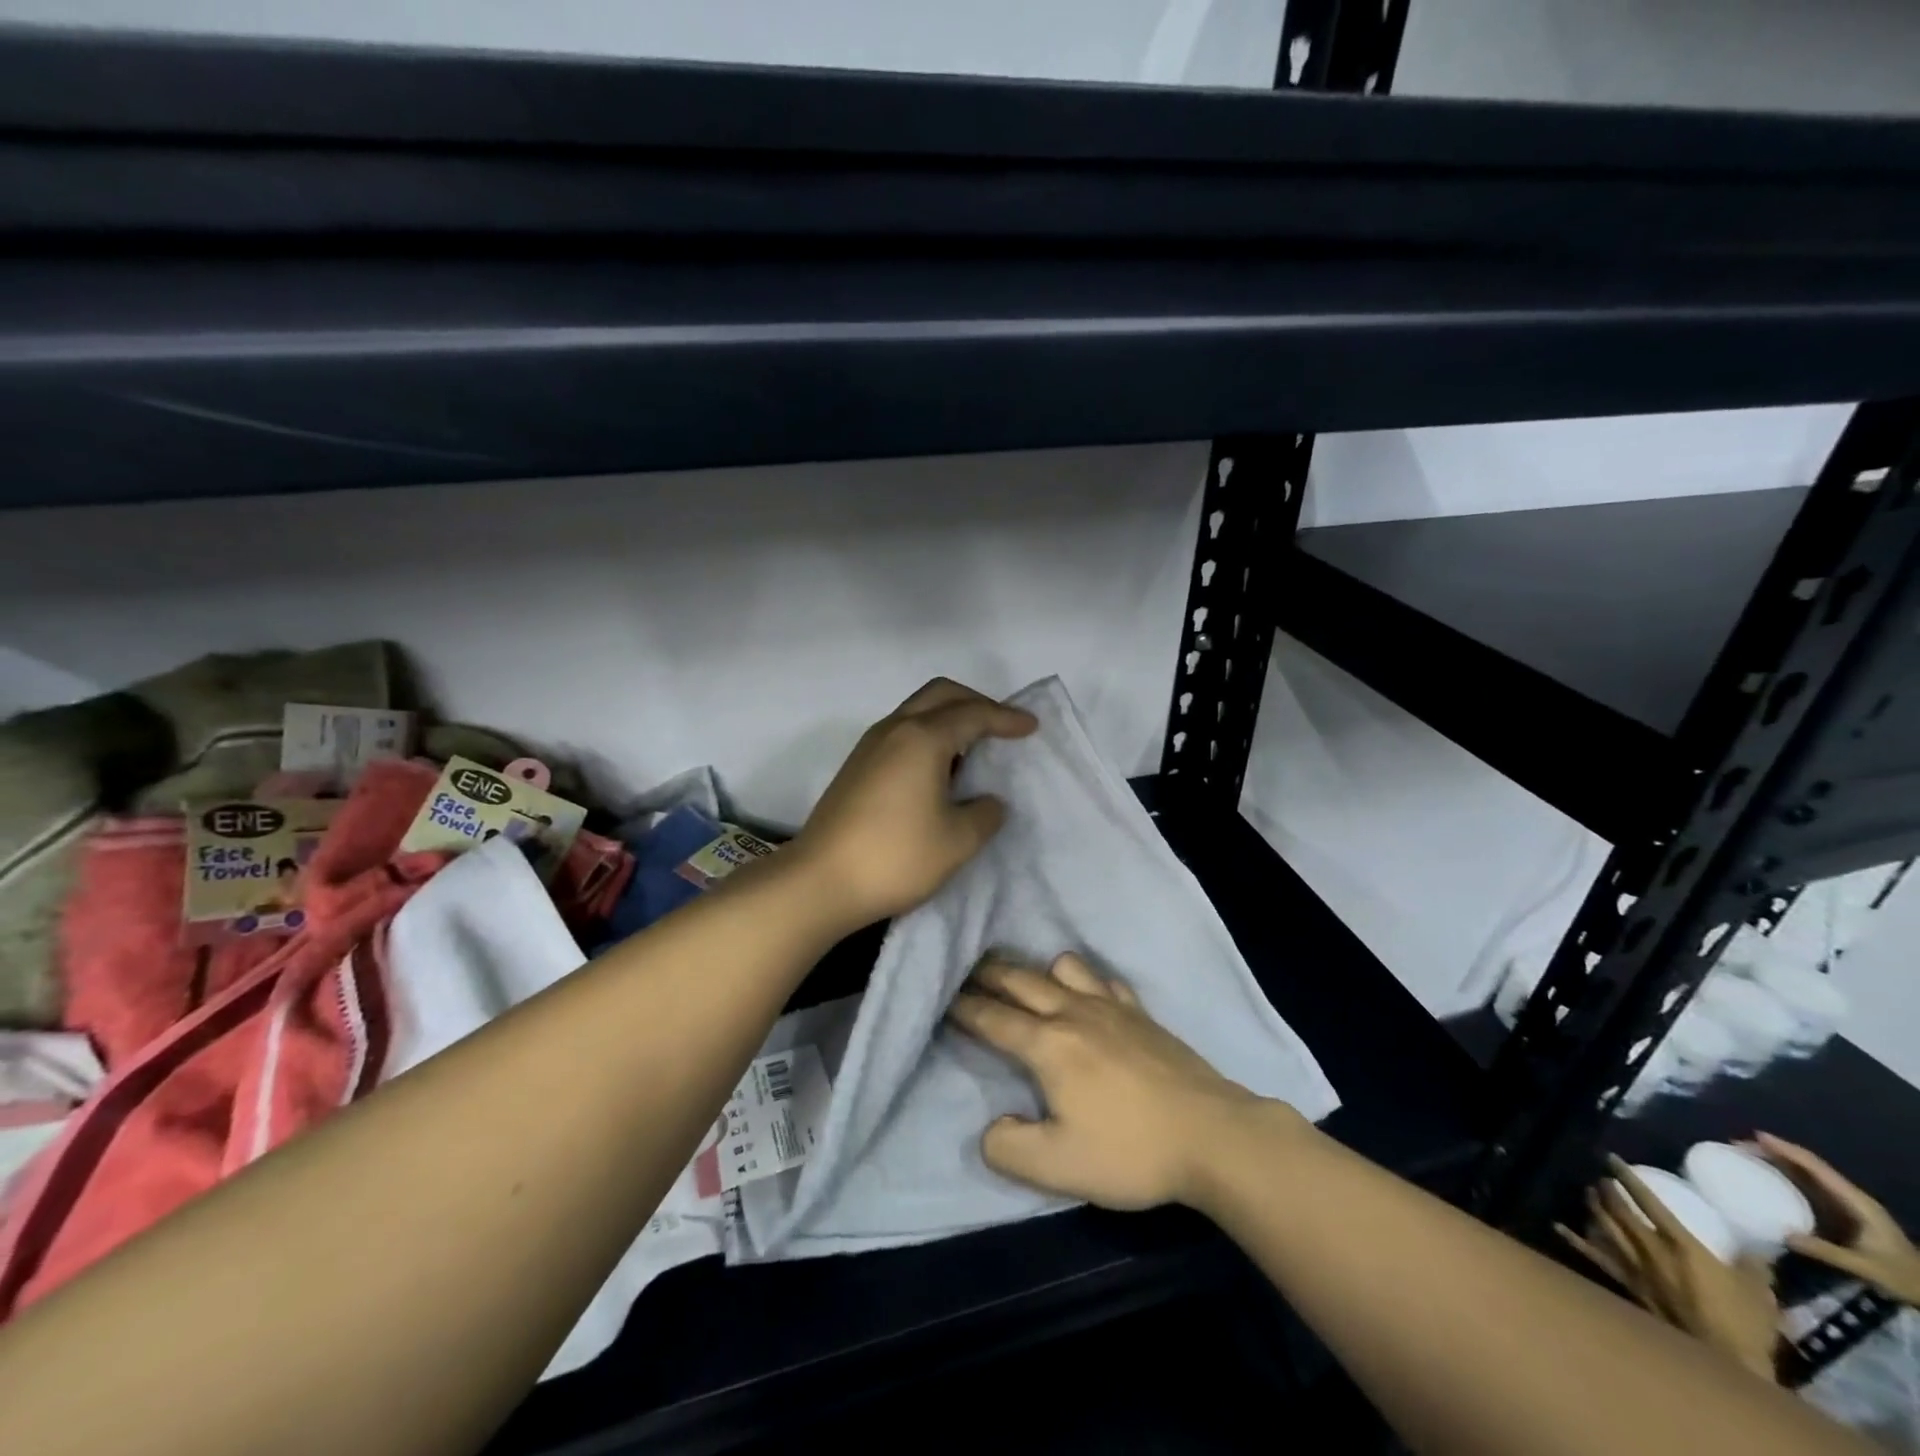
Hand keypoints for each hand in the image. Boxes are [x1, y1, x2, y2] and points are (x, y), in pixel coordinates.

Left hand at [792, 678, 1035, 927]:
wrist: (820, 881)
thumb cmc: (896, 857)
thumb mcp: (957, 841)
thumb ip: (984, 814)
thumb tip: (988, 801)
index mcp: (923, 738)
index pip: (973, 714)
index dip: (1006, 718)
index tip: (1031, 726)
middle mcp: (894, 730)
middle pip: (941, 694)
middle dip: (976, 702)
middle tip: (1002, 726)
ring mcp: (870, 746)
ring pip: (917, 710)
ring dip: (949, 717)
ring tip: (974, 748)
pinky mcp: (856, 766)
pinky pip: (901, 732)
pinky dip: (928, 735)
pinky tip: (939, 770)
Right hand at [947, 952, 1281, 1210]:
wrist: (1212, 1135)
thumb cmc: (1130, 1151)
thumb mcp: (1058, 1168)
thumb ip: (1009, 1148)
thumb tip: (990, 1129)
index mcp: (1047, 1046)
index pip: (993, 1018)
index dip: (964, 1008)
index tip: (944, 998)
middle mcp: (1073, 1013)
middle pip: (1020, 981)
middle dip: (988, 974)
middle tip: (966, 970)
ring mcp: (1110, 1007)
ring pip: (1063, 968)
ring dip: (1036, 969)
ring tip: (1025, 980)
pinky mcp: (1140, 1013)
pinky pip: (1103, 980)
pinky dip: (1085, 979)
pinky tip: (1087, 992)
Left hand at [1557, 1157, 1780, 1381]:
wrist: (1726, 1360)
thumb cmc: (1745, 1323)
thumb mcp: (1758, 1289)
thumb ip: (1753, 1264)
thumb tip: (1758, 1248)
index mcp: (1680, 1243)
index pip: (1648, 1201)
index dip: (1627, 1177)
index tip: (1610, 1158)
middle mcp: (1650, 1248)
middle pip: (1619, 1211)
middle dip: (1607, 1191)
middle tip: (1600, 1178)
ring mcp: (1635, 1266)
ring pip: (1605, 1227)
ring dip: (1594, 1208)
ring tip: (1587, 1193)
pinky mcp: (1629, 1284)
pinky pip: (1597, 1258)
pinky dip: (1576, 1241)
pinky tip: (1558, 1227)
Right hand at [1755, 1132, 1919, 1304]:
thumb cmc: (1903, 1278)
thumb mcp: (1867, 1268)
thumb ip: (1827, 1252)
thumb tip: (1782, 1234)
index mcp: (1857, 1202)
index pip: (1816, 1167)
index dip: (1787, 1149)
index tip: (1756, 1136)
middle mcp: (1850, 1197)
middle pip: (1809, 1165)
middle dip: (1774, 1151)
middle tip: (1739, 1145)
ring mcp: (1847, 1205)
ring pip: (1807, 1173)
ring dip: (1777, 1161)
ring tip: (1746, 1155)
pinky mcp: (1841, 1213)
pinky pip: (1809, 1186)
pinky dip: (1785, 1175)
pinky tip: (1768, 1177)